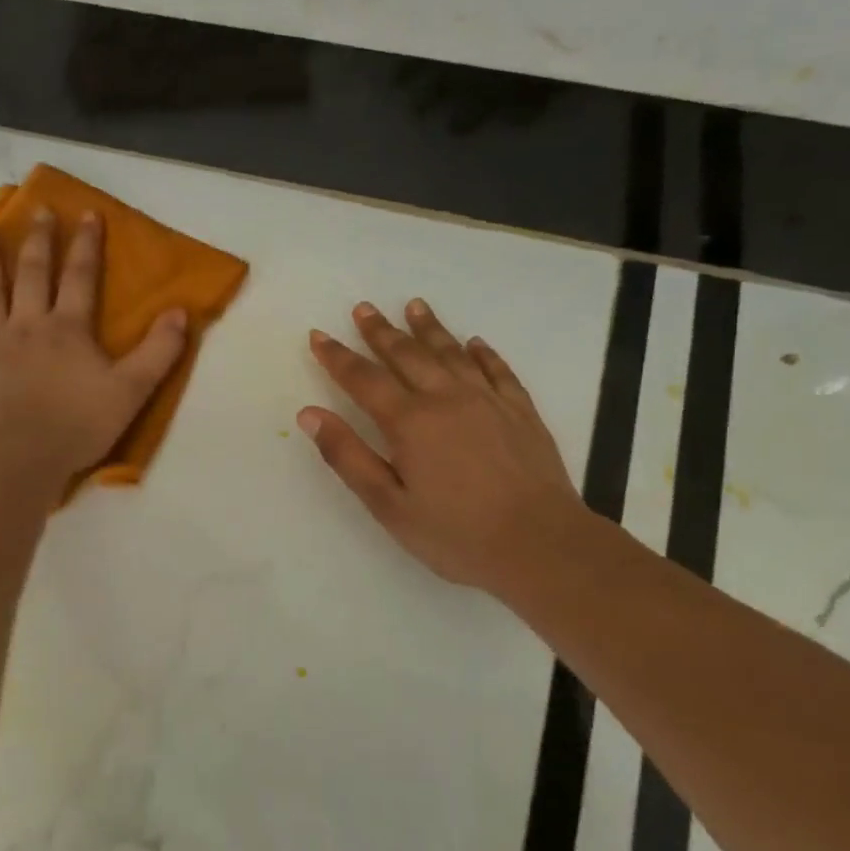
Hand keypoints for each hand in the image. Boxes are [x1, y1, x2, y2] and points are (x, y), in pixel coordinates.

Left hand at [0, 210, 187, 487]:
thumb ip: (159, 351)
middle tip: (38, 211)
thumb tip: (181, 310)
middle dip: (38, 241)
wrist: (18, 461)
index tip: (87, 213)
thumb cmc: (77, 427)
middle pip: (32, 274)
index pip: (80, 276)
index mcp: (67, 328)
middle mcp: (26, 325)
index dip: (86, 244)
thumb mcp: (132, 391)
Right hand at [299, 299, 597, 599]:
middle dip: (380, 331)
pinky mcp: (521, 411)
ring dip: (429, 328)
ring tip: (414, 305)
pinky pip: (497, 370)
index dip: (337, 356)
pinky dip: (483, 353)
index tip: (318, 335)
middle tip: (364, 308)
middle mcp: (446, 398)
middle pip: (407, 355)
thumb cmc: (456, 534)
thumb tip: (309, 414)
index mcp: (409, 422)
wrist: (540, 544)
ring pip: (452, 352)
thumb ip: (347, 456)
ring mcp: (488, 400)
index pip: (363, 378)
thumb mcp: (388, 505)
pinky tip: (475, 343)